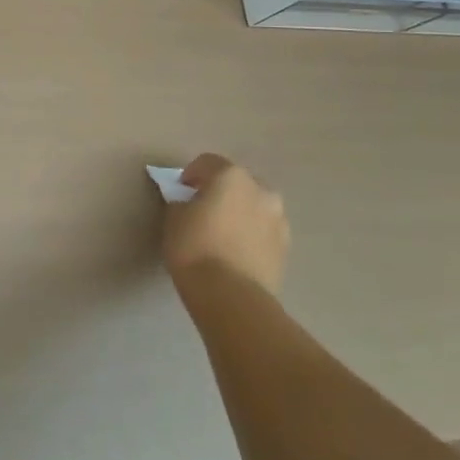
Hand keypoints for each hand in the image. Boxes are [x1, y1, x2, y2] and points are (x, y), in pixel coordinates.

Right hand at [163, 153, 290, 294]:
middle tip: (203, 209)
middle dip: (221, 191)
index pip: (207, 162)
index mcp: (231, 176)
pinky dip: (252, 233)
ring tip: (223, 233)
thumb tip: (189, 204)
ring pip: (255, 206)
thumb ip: (182, 202)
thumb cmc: (195, 248)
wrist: (232, 296)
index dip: (190, 174)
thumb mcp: (174, 218)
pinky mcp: (286, 247)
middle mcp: (261, 190)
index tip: (180, 191)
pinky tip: (237, 251)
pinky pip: (264, 230)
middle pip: (236, 182)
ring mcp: (278, 219)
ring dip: (240, 212)